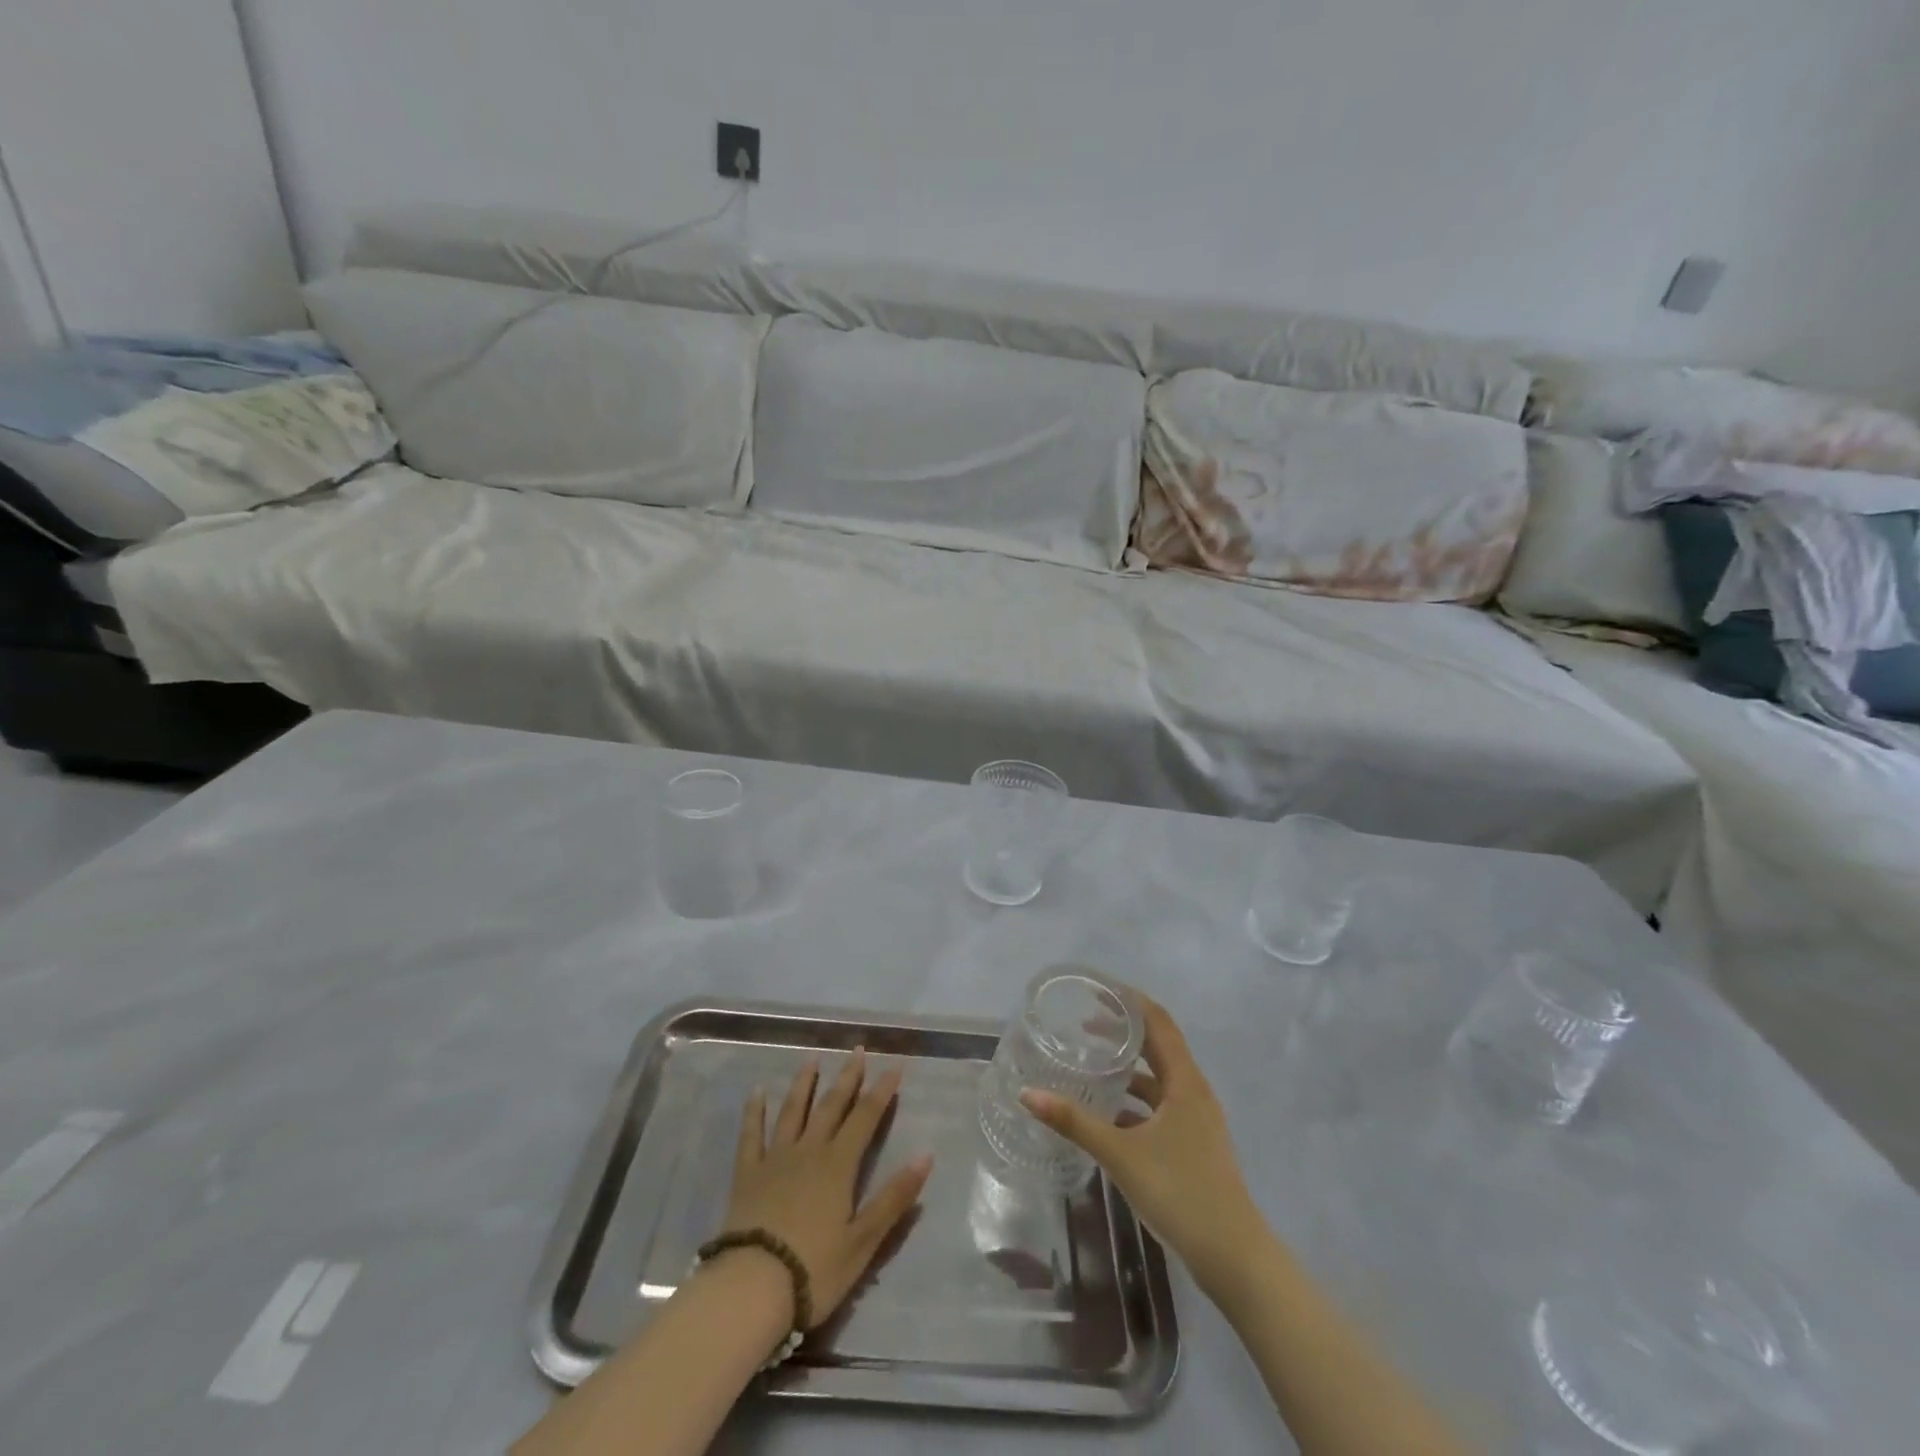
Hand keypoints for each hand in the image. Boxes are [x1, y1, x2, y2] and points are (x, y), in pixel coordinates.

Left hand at [722, 1052, 933, 1329]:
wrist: (751, 1288)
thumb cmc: (814, 1270)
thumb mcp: (864, 1240)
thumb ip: (894, 1197)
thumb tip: (927, 1155)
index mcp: (838, 1165)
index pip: (865, 1118)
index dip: (881, 1091)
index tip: (894, 1066)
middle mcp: (809, 1150)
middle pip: (831, 1106)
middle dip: (847, 1077)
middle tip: (857, 1049)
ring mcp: (775, 1159)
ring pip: (792, 1111)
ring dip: (804, 1084)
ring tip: (811, 1059)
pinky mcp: (747, 1174)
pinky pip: (751, 1135)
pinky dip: (754, 1112)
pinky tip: (757, 1092)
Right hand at [1021, 994, 1263, 1295]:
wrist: (1234, 1258)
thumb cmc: (1180, 1193)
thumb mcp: (1121, 1154)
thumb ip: (1074, 1122)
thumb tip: (1027, 1094)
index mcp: (1184, 1082)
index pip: (1158, 1022)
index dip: (1130, 1001)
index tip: (1098, 989)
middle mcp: (1193, 1091)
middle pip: (1158, 1046)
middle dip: (1123, 1031)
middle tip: (1083, 1022)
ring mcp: (1196, 1119)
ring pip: (1158, 1078)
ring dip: (1128, 1067)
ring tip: (1091, 1063)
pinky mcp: (1193, 1144)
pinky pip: (1160, 1105)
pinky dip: (1134, 1100)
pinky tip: (1107, 1113)